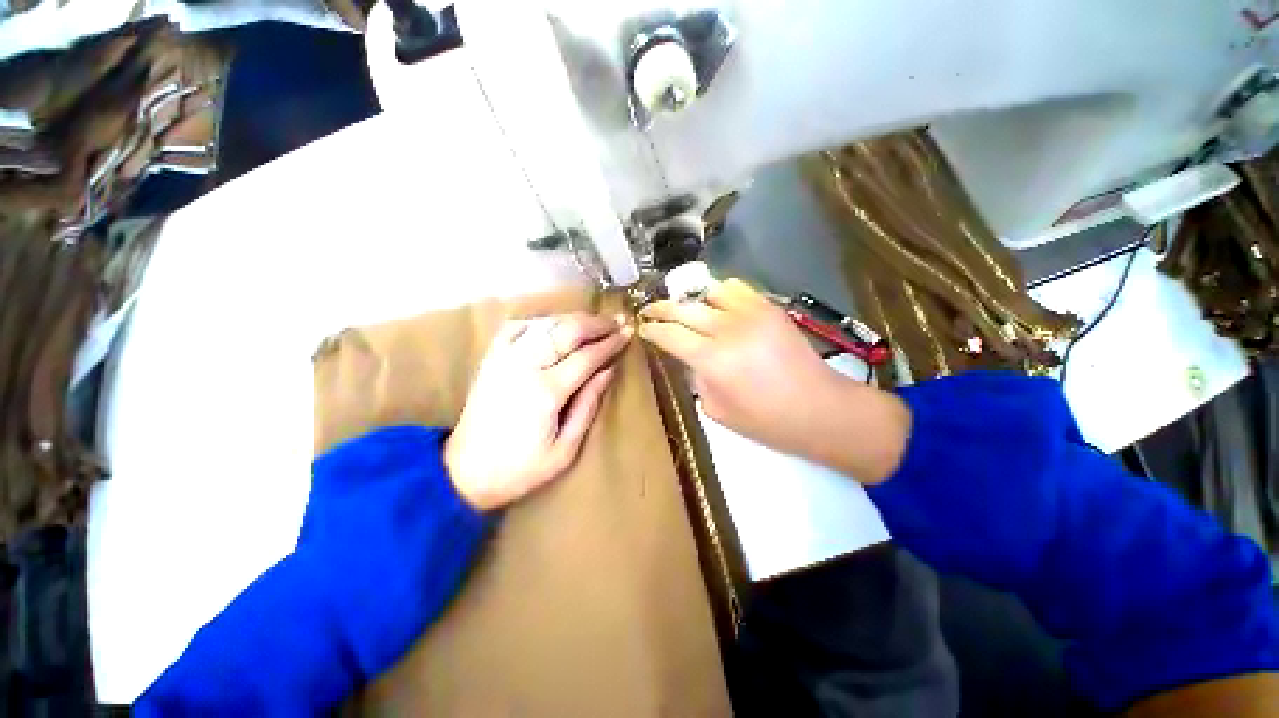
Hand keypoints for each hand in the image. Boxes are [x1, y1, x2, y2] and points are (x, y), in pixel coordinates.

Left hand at [445, 312, 631, 510]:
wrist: (463, 473)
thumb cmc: (520, 469)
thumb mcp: (564, 451)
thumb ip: (587, 406)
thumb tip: (608, 371)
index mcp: (546, 392)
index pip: (587, 356)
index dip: (610, 343)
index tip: (628, 333)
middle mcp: (524, 367)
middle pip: (567, 331)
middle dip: (596, 323)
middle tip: (617, 320)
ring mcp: (504, 359)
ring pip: (545, 324)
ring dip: (573, 318)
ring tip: (594, 320)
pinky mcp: (491, 359)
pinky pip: (515, 327)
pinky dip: (538, 320)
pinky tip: (552, 324)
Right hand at [638, 278, 909, 483]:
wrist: (819, 408)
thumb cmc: (765, 421)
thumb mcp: (716, 410)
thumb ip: (696, 378)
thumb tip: (689, 356)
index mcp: (712, 359)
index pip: (669, 334)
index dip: (651, 330)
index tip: (643, 328)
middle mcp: (728, 329)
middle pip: (683, 308)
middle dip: (660, 308)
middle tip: (649, 311)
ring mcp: (751, 313)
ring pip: (707, 292)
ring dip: (693, 300)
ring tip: (688, 311)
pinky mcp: (769, 307)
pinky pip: (736, 288)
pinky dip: (719, 294)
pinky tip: (717, 306)